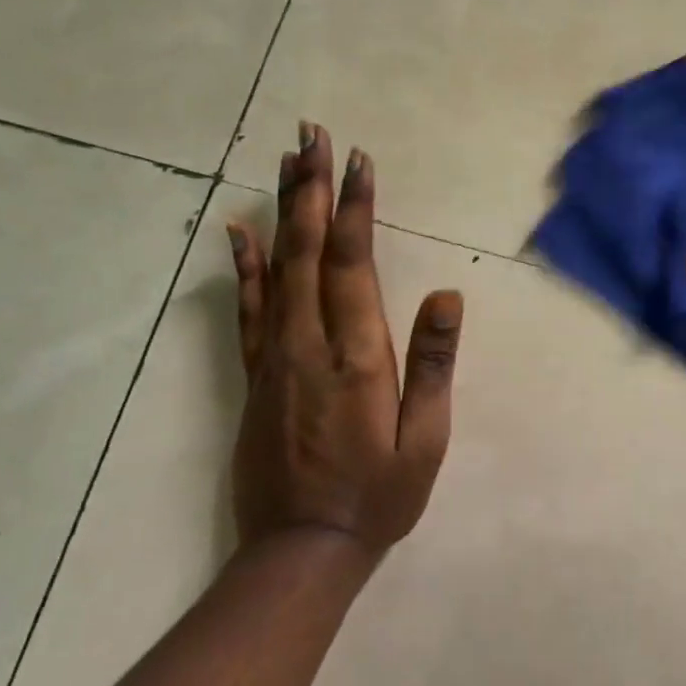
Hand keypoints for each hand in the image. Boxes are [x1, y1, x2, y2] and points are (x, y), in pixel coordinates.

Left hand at [226, 122, 462, 558]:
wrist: (300, 551)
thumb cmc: (378, 495)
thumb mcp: (425, 439)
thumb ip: (433, 364)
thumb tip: (447, 294)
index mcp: (356, 353)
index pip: (352, 262)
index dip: (355, 207)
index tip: (356, 159)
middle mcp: (308, 341)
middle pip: (308, 248)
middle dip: (313, 187)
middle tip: (312, 134)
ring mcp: (274, 355)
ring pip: (276, 267)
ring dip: (284, 210)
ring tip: (286, 161)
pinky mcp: (254, 373)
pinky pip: (248, 308)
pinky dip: (244, 264)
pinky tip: (239, 231)